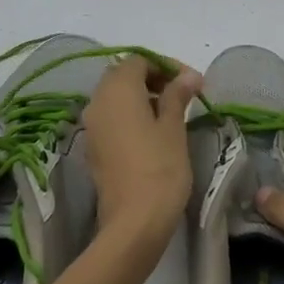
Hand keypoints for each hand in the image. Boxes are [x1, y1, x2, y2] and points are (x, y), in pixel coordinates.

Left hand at [81, 55, 201, 249]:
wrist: (133, 223)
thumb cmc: (160, 168)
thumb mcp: (173, 127)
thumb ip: (177, 95)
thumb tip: (188, 76)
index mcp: (117, 90)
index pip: (139, 60)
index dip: (166, 65)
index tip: (192, 81)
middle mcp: (98, 101)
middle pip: (123, 76)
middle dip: (153, 78)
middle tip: (182, 93)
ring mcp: (92, 126)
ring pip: (115, 97)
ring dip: (142, 96)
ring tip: (172, 112)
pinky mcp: (94, 148)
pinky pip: (111, 118)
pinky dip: (131, 115)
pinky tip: (154, 131)